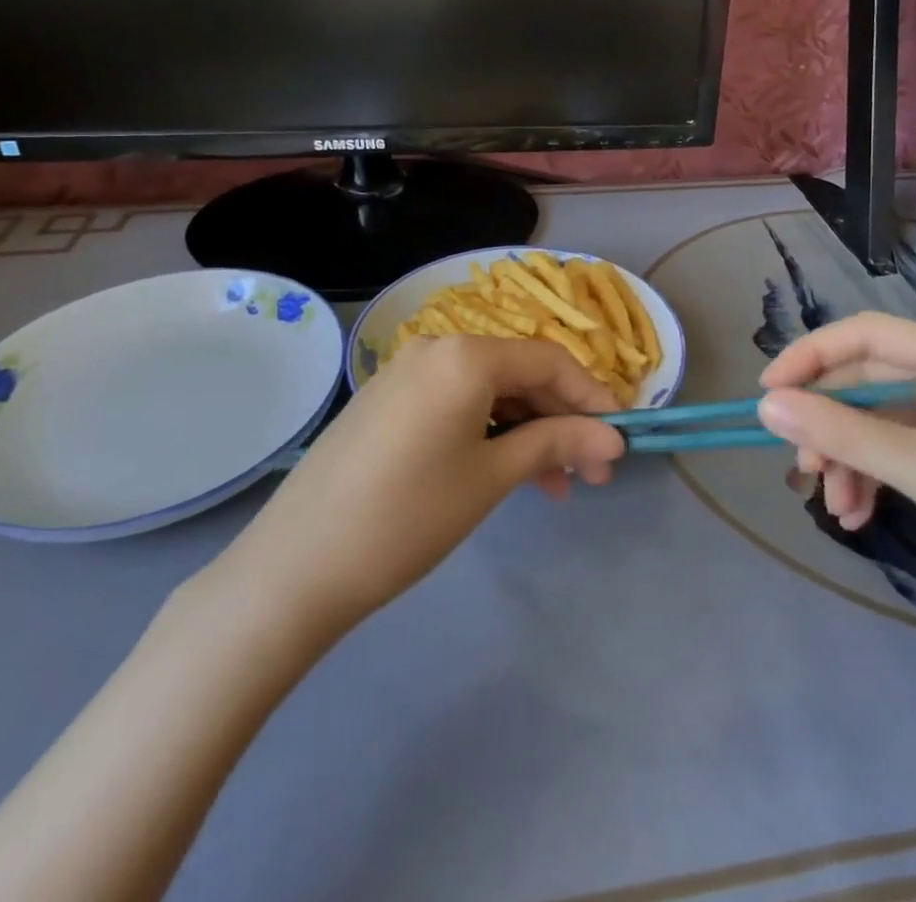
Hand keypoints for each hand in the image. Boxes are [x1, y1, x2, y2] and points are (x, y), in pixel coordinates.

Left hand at [209, 336, 625, 642]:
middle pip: (519, 374)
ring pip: (489, 393)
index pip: (549, 361)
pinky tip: (507, 473)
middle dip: (561, 421)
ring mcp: (407, 373)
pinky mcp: (388, 401)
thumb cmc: (408, 516)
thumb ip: (557, 444)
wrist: (295, 568)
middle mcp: (436, 348)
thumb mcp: (492, 477)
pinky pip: (456, 404)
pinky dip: (489, 433)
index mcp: (465, 354)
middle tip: (591, 474)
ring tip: (554, 487)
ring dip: (528, 432)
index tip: (620, 439)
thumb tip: (614, 439)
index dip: (592, 397)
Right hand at [758, 313, 915, 638]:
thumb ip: (845, 434)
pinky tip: (857, 514)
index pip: (866, 334)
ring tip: (833, 505)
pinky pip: (898, 453)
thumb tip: (767, 406)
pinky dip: (872, 478)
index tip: (768, 393)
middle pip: (868, 381)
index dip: (811, 355)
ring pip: (878, 422)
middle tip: (802, 465)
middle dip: (831, 423)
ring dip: (848, 457)